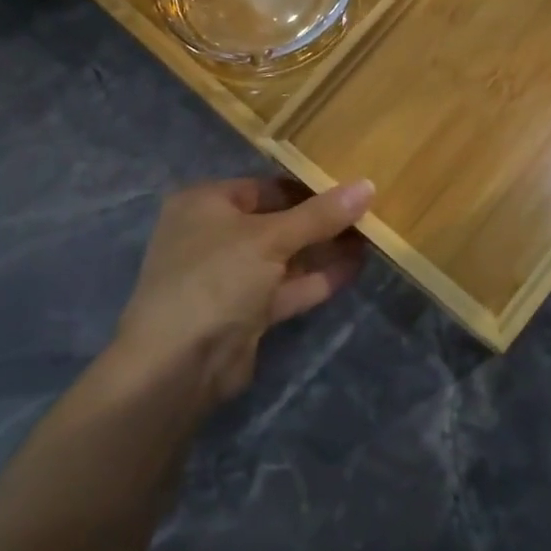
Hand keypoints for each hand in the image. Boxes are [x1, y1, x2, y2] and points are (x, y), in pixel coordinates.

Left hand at [113, 176, 373, 405]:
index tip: (349, 186)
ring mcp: (229, 276)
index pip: (264, 186)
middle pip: (276, 221)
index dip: (306, 187)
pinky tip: (356, 267)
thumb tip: (368, 185)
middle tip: (367, 211)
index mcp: (205, 204)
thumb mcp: (271, 238)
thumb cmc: (216, 278)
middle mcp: (214, 235)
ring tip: (371, 236)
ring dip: (323, 249)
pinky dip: (317, 278)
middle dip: (319, 220)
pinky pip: (286, 286)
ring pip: (284, 256)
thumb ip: (320, 215)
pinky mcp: (245, 312)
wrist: (178, 365)